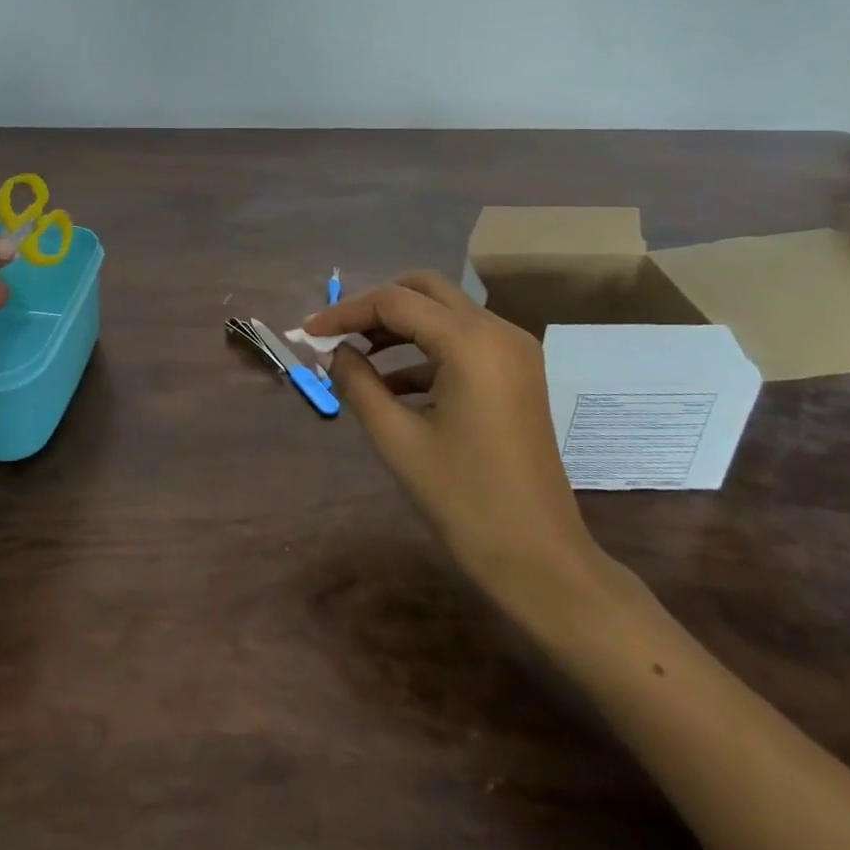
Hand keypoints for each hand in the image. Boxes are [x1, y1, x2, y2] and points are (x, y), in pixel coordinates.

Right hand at [302, 272, 612, 625]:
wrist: (540, 560)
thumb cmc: (465, 501)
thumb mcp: (398, 440)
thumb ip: (357, 384)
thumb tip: (333, 352)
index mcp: (471, 343)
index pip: (395, 302)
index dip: (345, 312)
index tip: (308, 332)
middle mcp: (498, 331)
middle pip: (424, 290)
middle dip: (375, 307)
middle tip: (337, 336)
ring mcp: (514, 351)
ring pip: (444, 312)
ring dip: (399, 326)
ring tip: (356, 358)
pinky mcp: (517, 372)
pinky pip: (462, 340)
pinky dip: (425, 350)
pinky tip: (392, 385)